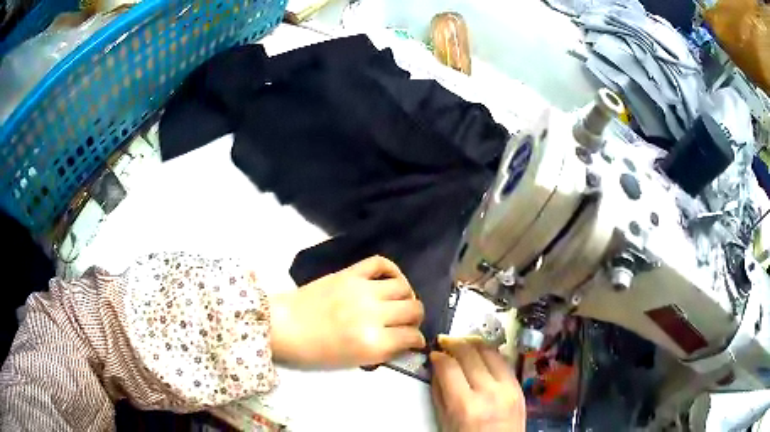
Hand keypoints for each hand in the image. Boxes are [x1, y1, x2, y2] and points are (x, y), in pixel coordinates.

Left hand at [269, 256, 425, 367]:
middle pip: (414, 309)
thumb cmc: (315, 351)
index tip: (413, 341)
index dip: (417, 340)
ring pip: (404, 287)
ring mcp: (362, 290)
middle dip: (416, 319)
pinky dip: (391, 270)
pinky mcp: (350, 273)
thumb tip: (405, 342)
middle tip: (407, 323)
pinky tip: (390, 281)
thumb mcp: (354, 362)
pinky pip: (380, 263)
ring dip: (407, 297)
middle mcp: (373, 314)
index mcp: (372, 342)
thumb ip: (384, 352)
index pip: (412, 336)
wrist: (284, 326)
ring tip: (398, 302)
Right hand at [430, 336, 524, 431]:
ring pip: (490, 352)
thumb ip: (440, 394)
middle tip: (446, 341)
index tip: (434, 353)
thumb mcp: (445, 422)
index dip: (438, 356)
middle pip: (470, 354)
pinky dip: (490, 353)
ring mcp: (508, 388)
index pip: (449, 367)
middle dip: (455, 343)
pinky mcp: (518, 387)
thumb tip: (437, 369)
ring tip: (463, 342)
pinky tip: (482, 353)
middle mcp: (489, 392)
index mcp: (465, 406)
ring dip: (474, 343)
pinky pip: (504, 361)